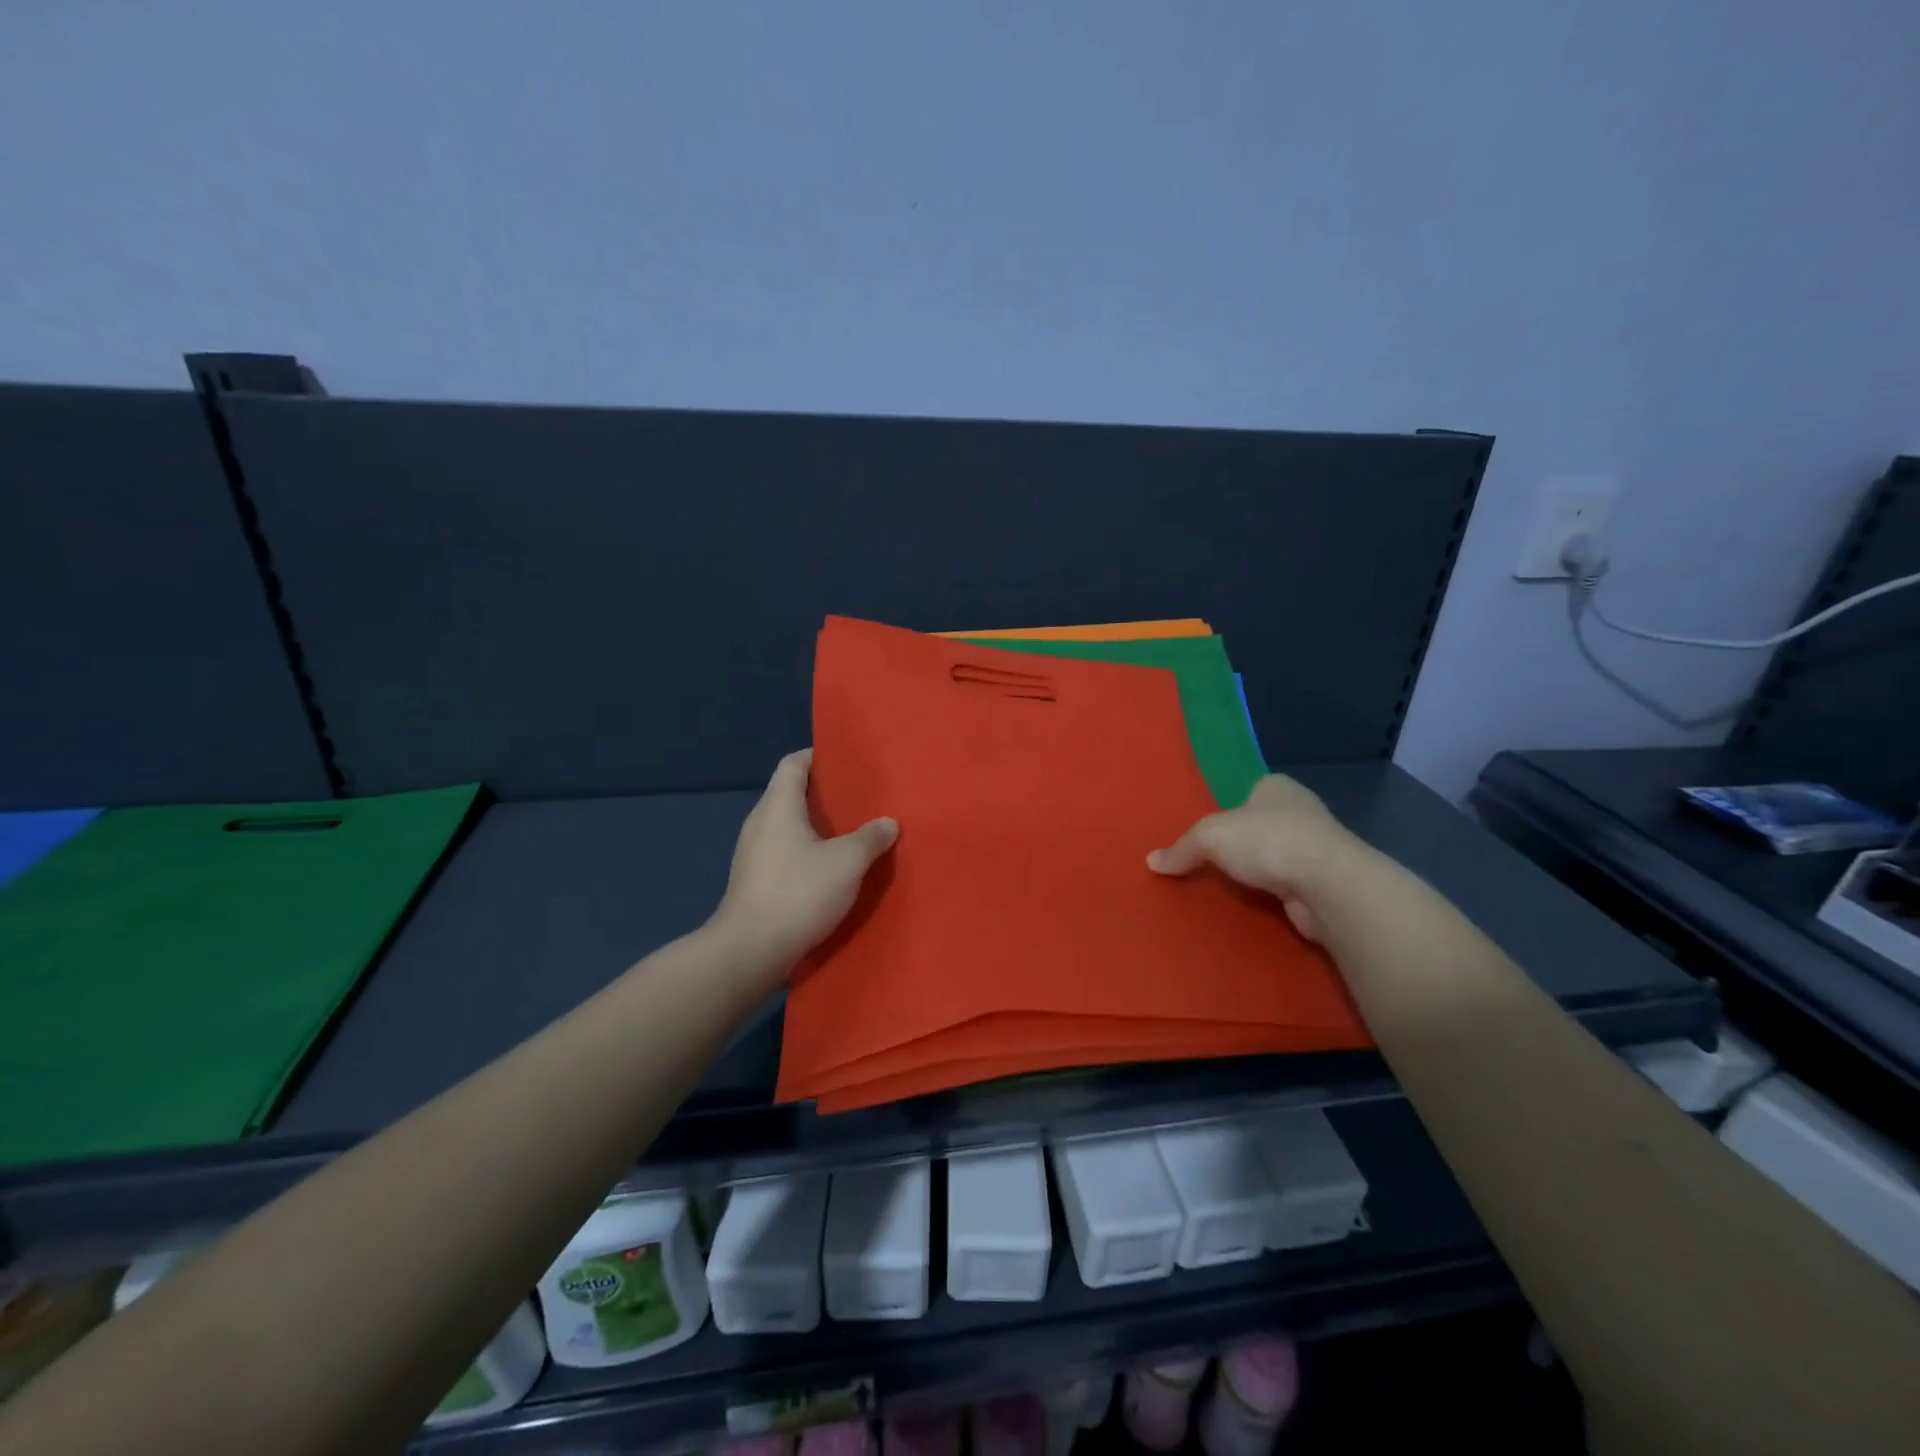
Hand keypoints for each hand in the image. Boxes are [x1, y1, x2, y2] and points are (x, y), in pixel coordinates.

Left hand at [711, 748, 897, 978]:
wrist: (750, 951)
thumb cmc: (798, 893)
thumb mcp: (847, 862)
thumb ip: (870, 838)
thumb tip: (887, 823)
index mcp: (778, 806)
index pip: (793, 763)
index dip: (818, 756)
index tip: (847, 761)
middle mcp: (761, 823)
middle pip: (791, 793)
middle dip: (825, 793)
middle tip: (862, 797)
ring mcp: (754, 854)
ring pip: (790, 826)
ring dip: (819, 826)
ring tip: (854, 831)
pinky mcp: (756, 881)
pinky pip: (787, 852)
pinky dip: (809, 851)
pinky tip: (833, 868)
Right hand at [1147, 774, 1364, 940]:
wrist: (1329, 886)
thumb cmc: (1268, 841)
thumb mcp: (1209, 836)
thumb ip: (1181, 848)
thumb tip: (1152, 862)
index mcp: (1276, 787)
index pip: (1247, 793)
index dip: (1227, 811)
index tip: (1208, 834)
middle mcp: (1301, 812)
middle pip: (1259, 826)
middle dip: (1240, 844)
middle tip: (1209, 863)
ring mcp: (1317, 848)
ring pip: (1274, 857)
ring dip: (1258, 872)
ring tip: (1226, 889)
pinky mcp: (1323, 882)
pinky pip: (1287, 886)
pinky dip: (1272, 895)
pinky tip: (1254, 905)